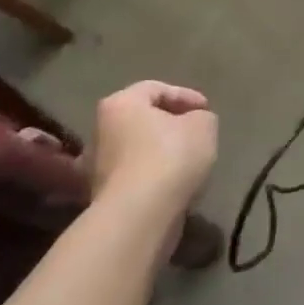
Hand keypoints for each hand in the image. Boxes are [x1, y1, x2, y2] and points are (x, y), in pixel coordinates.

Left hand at [88, 82, 217, 233]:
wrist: (139, 215)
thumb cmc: (170, 156)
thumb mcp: (203, 125)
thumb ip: (201, 116)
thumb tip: (193, 123)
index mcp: (120, 104)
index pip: (156, 89)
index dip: (186, 95)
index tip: (207, 110)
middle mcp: (100, 131)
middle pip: (141, 119)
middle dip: (170, 124)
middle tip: (197, 131)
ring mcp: (96, 166)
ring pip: (137, 149)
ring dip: (162, 152)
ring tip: (189, 161)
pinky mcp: (102, 197)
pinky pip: (135, 176)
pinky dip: (154, 176)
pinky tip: (175, 184)